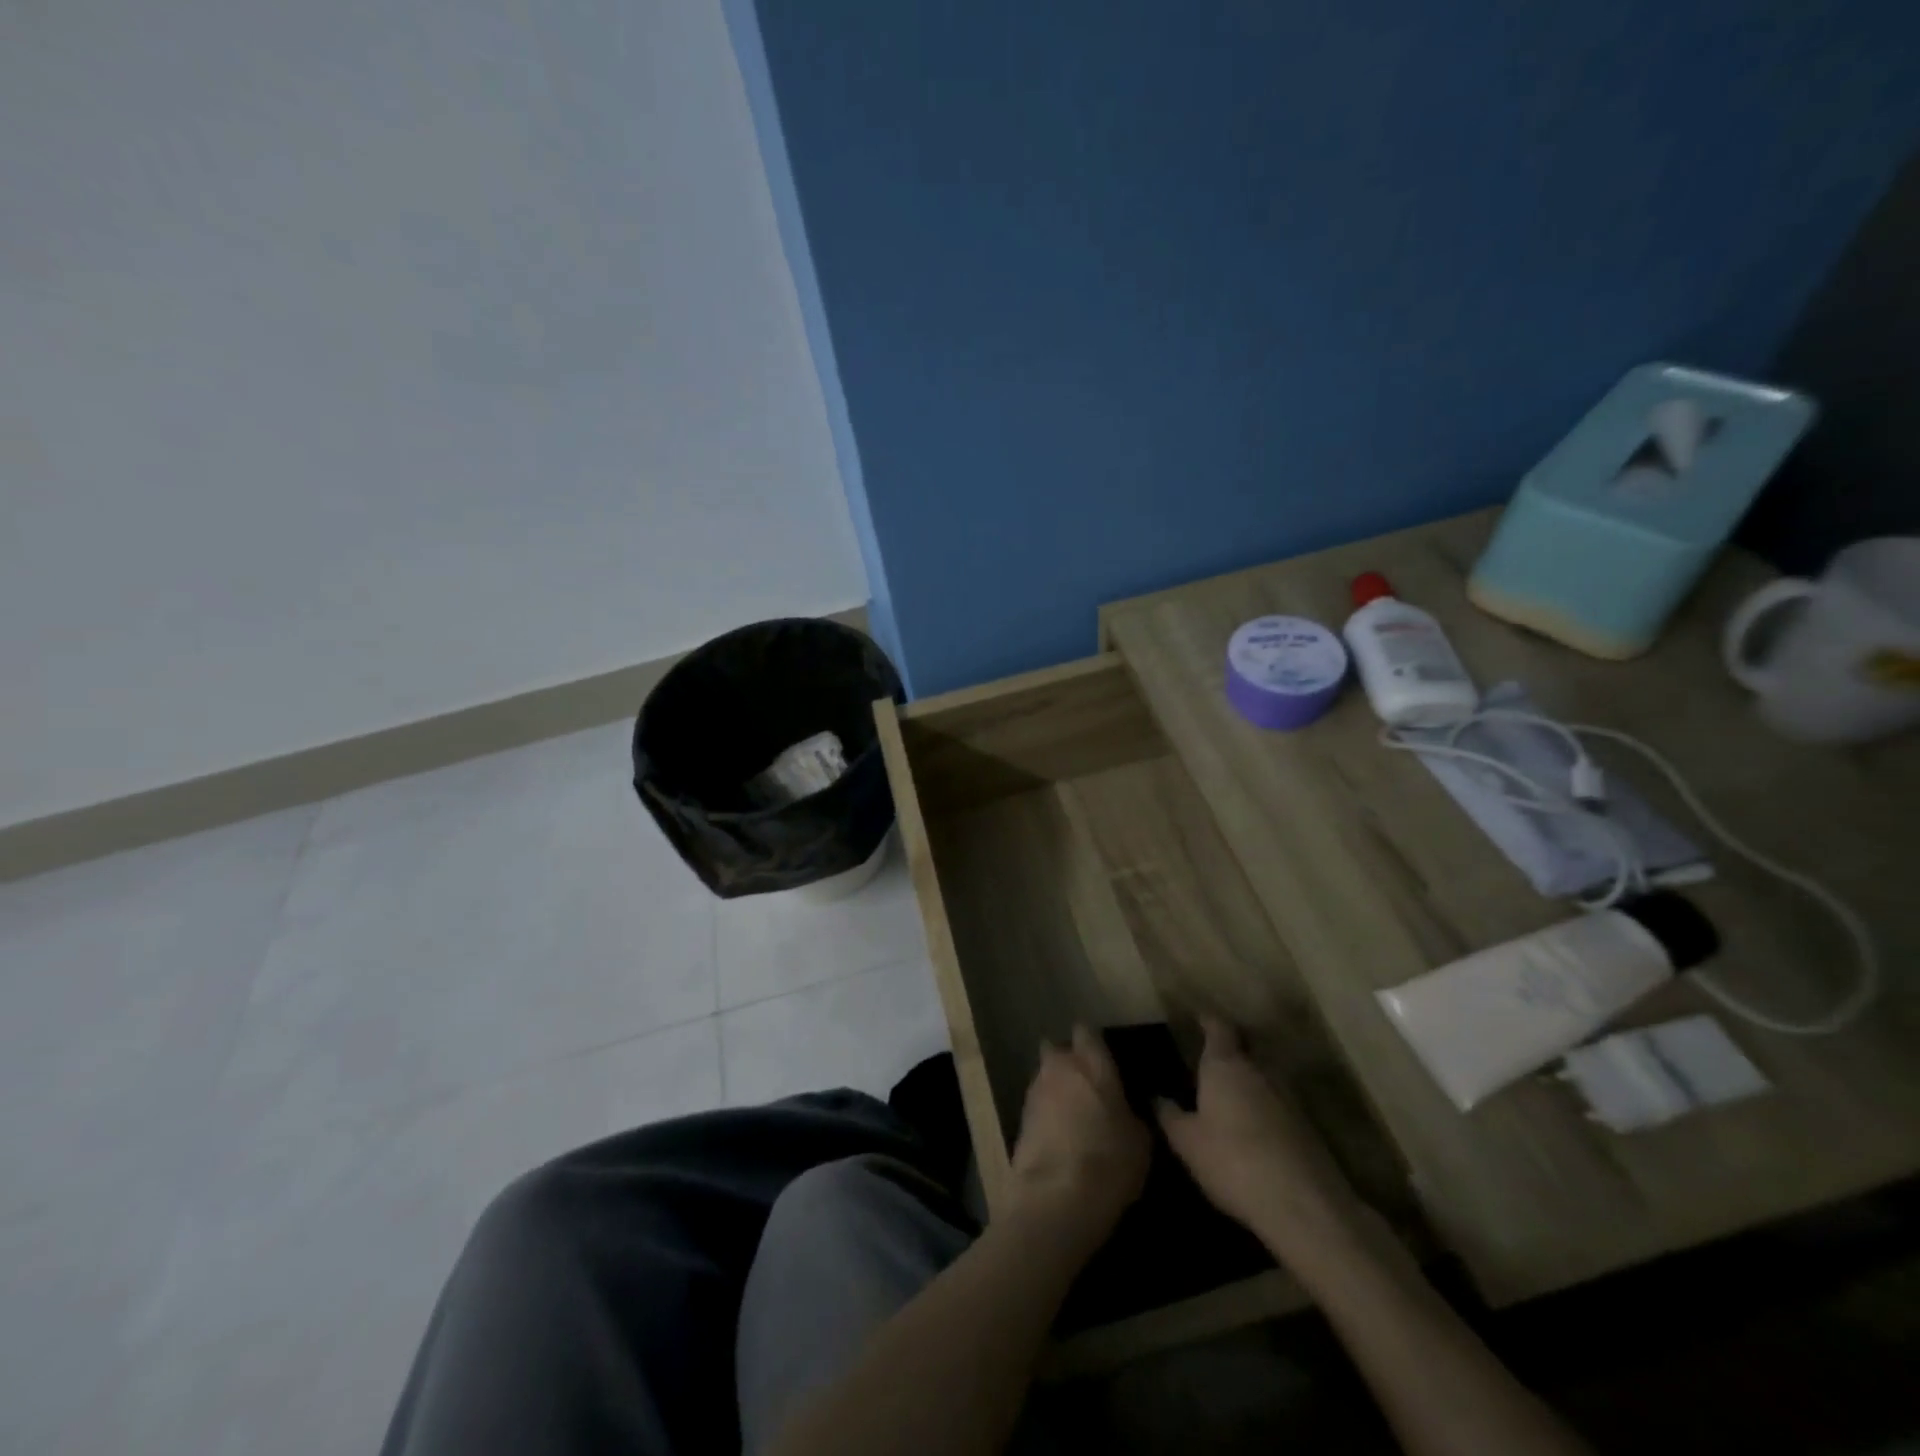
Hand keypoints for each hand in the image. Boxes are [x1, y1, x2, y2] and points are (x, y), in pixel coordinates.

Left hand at [1005, 1026, 1150, 1247]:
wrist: (1056, 1197)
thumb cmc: (1109, 1161)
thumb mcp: (1140, 1141)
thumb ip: (1131, 1113)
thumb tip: (1125, 1109)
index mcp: (1091, 1063)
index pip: (1086, 1032)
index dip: (1092, 1041)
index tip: (1102, 1054)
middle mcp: (1059, 1067)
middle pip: (1058, 1050)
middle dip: (1067, 1061)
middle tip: (1086, 1084)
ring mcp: (1035, 1091)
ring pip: (1045, 1077)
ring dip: (1056, 1088)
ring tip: (1073, 1114)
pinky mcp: (1019, 1118)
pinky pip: (1037, 1105)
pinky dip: (1046, 1114)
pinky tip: (1059, 1135)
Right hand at [1157, 1018, 1360, 1253]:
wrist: (1303, 1205)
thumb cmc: (1232, 1160)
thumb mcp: (1187, 1141)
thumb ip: (1170, 1115)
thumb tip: (1156, 1096)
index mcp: (1225, 1064)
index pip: (1218, 1027)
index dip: (1208, 1021)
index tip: (1198, 1018)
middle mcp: (1259, 1070)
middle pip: (1245, 1048)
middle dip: (1231, 1052)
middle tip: (1210, 1061)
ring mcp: (1289, 1097)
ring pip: (1264, 1077)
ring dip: (1249, 1082)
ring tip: (1230, 1097)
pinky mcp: (1308, 1126)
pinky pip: (1279, 1105)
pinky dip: (1265, 1108)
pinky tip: (1254, 1130)